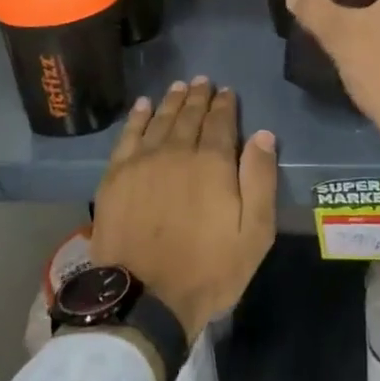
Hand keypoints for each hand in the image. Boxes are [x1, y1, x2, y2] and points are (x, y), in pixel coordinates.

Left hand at [88, 77, 277, 342]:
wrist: (145, 299)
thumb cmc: (208, 270)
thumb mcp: (254, 233)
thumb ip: (260, 180)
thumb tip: (263, 135)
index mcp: (213, 163)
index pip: (221, 122)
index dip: (225, 104)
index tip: (227, 91)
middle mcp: (177, 151)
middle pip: (190, 115)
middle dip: (199, 96)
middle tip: (203, 81)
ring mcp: (143, 162)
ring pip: (161, 120)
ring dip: (172, 101)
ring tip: (179, 86)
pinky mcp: (116, 176)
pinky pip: (128, 136)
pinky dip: (137, 118)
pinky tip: (143, 106)